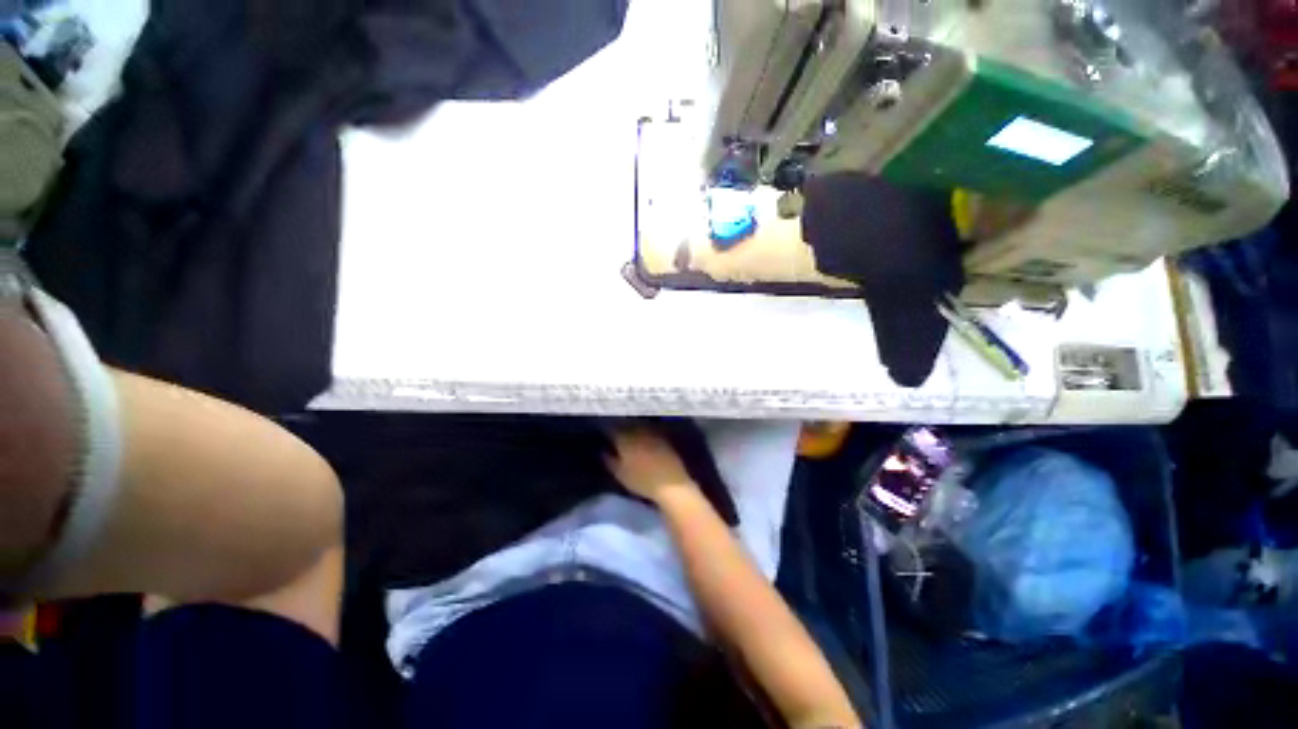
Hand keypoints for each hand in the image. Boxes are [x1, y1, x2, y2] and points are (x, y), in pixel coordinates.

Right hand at [605, 429, 697, 503]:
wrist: (671, 484)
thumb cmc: (642, 481)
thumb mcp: (620, 474)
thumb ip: (609, 460)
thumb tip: (602, 450)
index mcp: (625, 439)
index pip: (612, 429)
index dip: (606, 429)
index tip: (602, 431)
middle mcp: (638, 432)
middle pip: (626, 424)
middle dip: (619, 425)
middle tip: (614, 429)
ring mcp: (652, 433)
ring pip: (638, 425)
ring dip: (632, 426)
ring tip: (627, 431)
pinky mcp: (662, 437)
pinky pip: (649, 429)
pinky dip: (644, 431)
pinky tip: (642, 436)